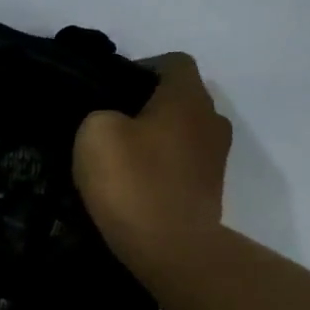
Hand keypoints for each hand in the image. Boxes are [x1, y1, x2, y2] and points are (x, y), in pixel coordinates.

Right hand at [73, 53, 231, 267]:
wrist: (170, 247)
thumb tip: (112, 120)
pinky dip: (160, 165)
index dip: (140, 68)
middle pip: (179, 97)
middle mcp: (211, 120)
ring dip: (155, 137)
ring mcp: (215, 157)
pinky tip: (133, 182)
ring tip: (119, 155)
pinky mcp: (209, 189)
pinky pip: (182, 162)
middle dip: (146, 104)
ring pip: (182, 131)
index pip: (173, 62)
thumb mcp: (95, 132)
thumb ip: (101, 113)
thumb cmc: (132, 180)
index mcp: (187, 98)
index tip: (108, 89)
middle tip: (108, 122)